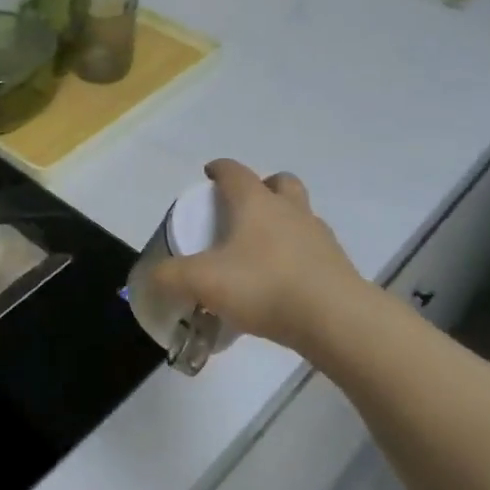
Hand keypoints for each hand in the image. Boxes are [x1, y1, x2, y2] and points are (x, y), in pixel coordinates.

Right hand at [151, 158, 375, 351]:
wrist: (336, 320)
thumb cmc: (264, 286)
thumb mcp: (203, 282)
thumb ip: (170, 278)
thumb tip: (152, 277)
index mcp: (256, 203)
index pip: (235, 172)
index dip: (219, 169)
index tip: (208, 175)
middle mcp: (290, 210)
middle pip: (280, 182)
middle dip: (262, 187)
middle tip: (243, 208)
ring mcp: (318, 236)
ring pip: (300, 214)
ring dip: (283, 221)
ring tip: (262, 248)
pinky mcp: (337, 265)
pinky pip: (313, 248)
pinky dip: (297, 255)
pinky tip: (282, 280)